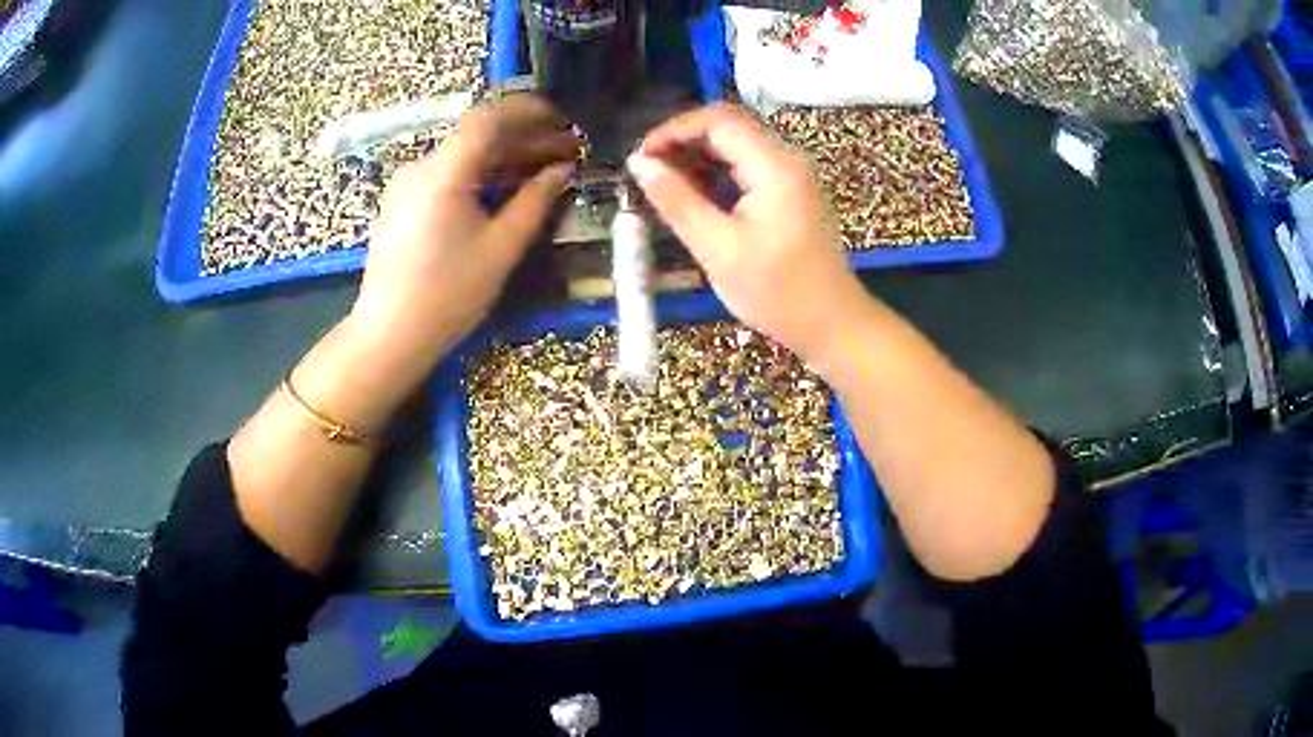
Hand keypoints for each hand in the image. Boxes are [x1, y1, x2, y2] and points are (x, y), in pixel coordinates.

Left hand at [346, 95, 578, 383]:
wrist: (389, 335)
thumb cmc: (447, 295)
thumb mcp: (500, 249)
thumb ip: (535, 202)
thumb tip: (562, 170)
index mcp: (443, 173)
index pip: (488, 118)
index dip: (529, 111)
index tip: (563, 118)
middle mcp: (420, 168)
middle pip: (477, 136)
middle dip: (524, 137)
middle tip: (566, 150)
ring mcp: (407, 186)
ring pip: (463, 156)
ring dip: (504, 157)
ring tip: (545, 168)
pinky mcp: (402, 204)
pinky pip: (447, 175)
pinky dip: (480, 174)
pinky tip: (505, 188)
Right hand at [627, 105, 870, 363]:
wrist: (831, 324)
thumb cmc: (776, 292)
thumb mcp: (718, 249)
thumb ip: (677, 201)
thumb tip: (639, 164)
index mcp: (775, 167)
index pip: (718, 121)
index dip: (673, 130)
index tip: (641, 158)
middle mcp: (786, 159)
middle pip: (728, 127)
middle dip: (683, 141)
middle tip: (647, 171)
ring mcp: (791, 175)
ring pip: (736, 146)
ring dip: (697, 157)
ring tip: (662, 185)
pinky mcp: (790, 192)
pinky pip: (747, 167)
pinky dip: (716, 174)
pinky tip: (693, 198)